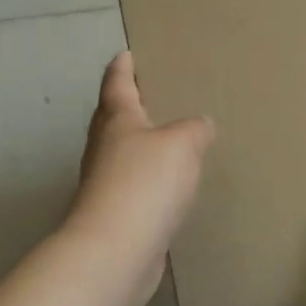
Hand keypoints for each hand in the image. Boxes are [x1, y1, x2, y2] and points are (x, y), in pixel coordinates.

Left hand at [64, 53, 214, 305]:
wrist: (115, 251)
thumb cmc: (145, 183)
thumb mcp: (182, 144)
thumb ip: (195, 129)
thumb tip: (201, 125)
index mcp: (117, 121)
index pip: (117, 85)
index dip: (122, 68)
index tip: (125, 54)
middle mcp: (104, 149)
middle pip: (112, 118)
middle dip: (125, 104)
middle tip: (145, 92)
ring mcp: (104, 184)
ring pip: (120, 153)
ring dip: (136, 143)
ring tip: (163, 137)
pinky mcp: (114, 216)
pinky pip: (131, 185)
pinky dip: (146, 178)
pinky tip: (165, 185)